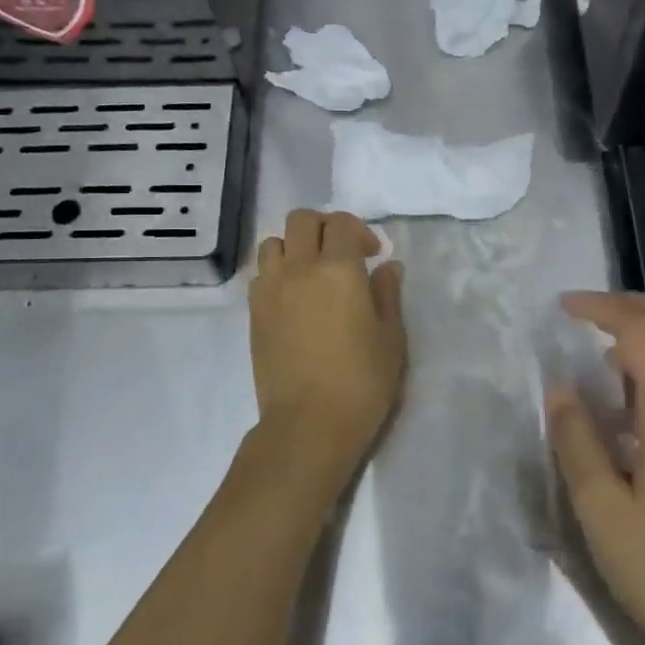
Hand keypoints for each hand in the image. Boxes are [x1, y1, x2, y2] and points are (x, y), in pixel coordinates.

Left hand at [248, 210, 406, 494]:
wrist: (308, 425)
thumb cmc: (361, 383)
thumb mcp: (391, 338)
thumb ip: (387, 294)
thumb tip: (387, 266)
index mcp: (339, 270)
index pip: (342, 224)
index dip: (360, 231)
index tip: (372, 255)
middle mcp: (299, 268)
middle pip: (302, 220)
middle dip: (324, 227)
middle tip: (342, 253)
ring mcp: (270, 289)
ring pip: (273, 242)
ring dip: (294, 246)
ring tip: (311, 271)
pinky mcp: (254, 312)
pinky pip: (260, 273)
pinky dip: (277, 271)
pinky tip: (294, 296)